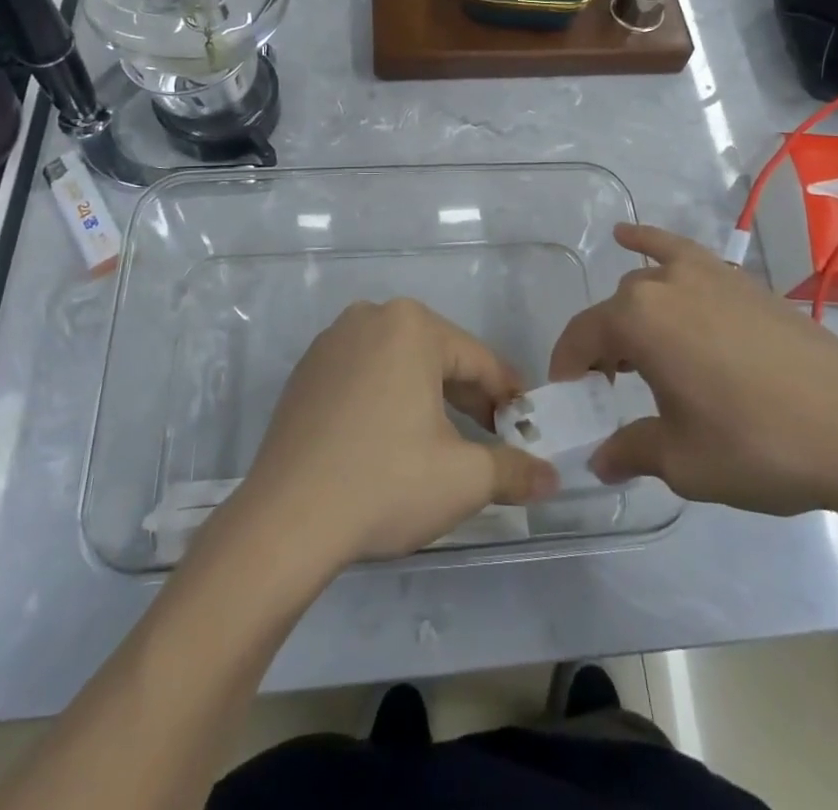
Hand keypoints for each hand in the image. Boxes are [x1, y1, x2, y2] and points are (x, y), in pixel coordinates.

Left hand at [228, 300, 559, 569]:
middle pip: (437, 357)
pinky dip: (386, 400)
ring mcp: (332, 342)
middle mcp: (370, 317)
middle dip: (468, 398)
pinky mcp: (306, 371)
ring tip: (443, 443)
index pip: (478, 360)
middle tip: (491, 438)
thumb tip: (551, 479)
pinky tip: (390, 441)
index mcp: (412, 325)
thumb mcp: (464, 479)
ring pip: (399, 365)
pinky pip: (363, 376)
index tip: (526, 426)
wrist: (286, 520)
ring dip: (427, 398)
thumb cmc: (386, 483)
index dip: (508, 396)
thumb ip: (515, 470)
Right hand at [549, 224, 837, 519]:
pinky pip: (681, 254)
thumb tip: (599, 460)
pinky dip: (651, 244)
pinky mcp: (740, 279)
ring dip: (631, 314)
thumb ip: (631, 451)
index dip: (568, 369)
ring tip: (639, 351)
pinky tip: (631, 237)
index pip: (581, 337)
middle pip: (614, 311)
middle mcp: (663, 284)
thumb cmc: (757, 444)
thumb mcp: (684, 461)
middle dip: (604, 349)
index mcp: (637, 320)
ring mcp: (707, 274)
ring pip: (646, 284)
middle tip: (614, 391)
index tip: (569, 399)